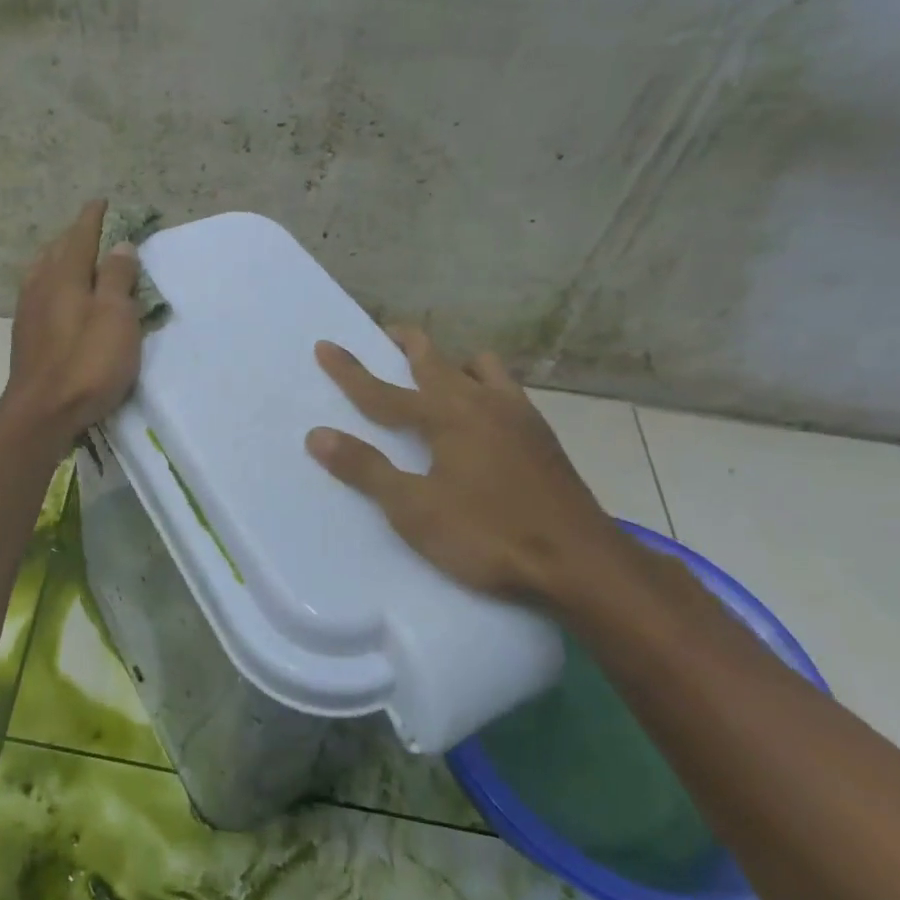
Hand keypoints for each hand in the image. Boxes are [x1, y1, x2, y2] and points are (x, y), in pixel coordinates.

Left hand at [0, 199, 141, 443]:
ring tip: (77, 258)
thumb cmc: (87, 362)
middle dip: (76, 235)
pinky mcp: (25, 334)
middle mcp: (41, 285)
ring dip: (61, 257)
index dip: (94, 217)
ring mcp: (28, 310)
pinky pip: (39, 291)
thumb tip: (120, 246)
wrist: (42, 412)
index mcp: (64, 275)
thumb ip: (116, 278)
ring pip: (44, 270)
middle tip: (95, 230)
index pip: (81, 235)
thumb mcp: (115, 317)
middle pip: (58, 249)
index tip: (103, 202)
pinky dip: (53, 281)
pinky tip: (57, 294)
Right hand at [305, 328, 633, 615]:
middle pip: (437, 361)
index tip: (325, 345)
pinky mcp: (543, 438)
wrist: (582, 565)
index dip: (350, 370)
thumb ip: (366, 469)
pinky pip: (508, 392)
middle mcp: (483, 403)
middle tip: (387, 335)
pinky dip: (486, 387)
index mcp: (447, 416)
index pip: (383, 390)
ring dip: (455, 363)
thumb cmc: (488, 536)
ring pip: (482, 368)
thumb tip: (317, 435)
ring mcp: (520, 417)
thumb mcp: (414, 509)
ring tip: (441, 376)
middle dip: (407, 344)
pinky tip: (485, 417)